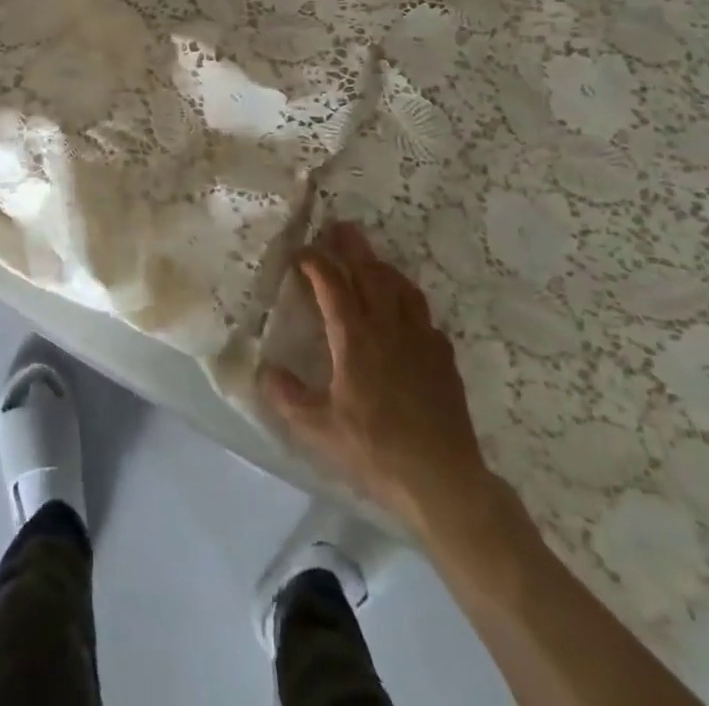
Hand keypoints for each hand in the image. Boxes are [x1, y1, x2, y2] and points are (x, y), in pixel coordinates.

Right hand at [259, 222, 496, 543]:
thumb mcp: (318, 430)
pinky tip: (404, 311)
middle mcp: (389, 327)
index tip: (299, 253)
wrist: (443, 481)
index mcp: (355, 338)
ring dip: (381, 266)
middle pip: (370, 272)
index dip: (314, 262)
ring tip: (370, 260)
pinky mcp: (443, 357)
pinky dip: (407, 299)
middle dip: (351, 246)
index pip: (332, 284)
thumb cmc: (375, 451)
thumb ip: (287, 397)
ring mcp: (421, 339)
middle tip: (338, 227)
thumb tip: (264, 370)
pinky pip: (423, 313)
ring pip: (401, 287)